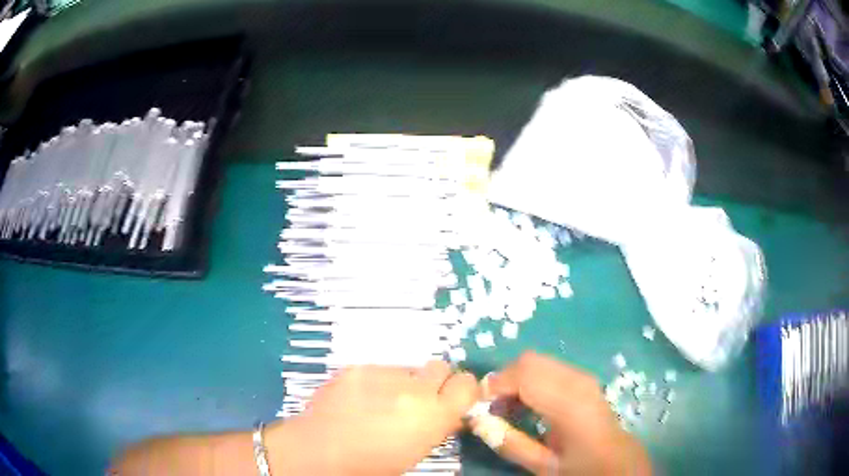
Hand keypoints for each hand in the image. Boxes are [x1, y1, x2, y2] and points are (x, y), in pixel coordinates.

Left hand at [268, 361, 478, 474]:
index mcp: (434, 415)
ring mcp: (384, 374)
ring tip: (382, 401)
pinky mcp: (359, 367)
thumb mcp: (417, 452)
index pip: (467, 384)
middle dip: (434, 381)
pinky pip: (379, 369)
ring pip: (408, 368)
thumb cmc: (373, 464)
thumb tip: (450, 414)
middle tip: (418, 399)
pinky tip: (360, 399)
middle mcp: (414, 389)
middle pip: (440, 367)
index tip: (452, 399)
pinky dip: (377, 381)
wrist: (320, 451)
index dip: (461, 390)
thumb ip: (437, 427)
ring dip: (403, 382)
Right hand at [472, 351, 651, 474]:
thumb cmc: (580, 466)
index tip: (478, 405)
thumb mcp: (542, 464)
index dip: (495, 384)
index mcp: (569, 403)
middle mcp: (577, 380)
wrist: (615, 458)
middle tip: (492, 408)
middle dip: (503, 380)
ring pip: (537, 360)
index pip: (524, 373)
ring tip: (507, 408)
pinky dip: (529, 379)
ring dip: (516, 379)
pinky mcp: (582, 377)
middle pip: (528, 360)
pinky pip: (547, 367)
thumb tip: (477, 421)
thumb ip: (509, 443)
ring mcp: (582, 375)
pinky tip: (527, 403)